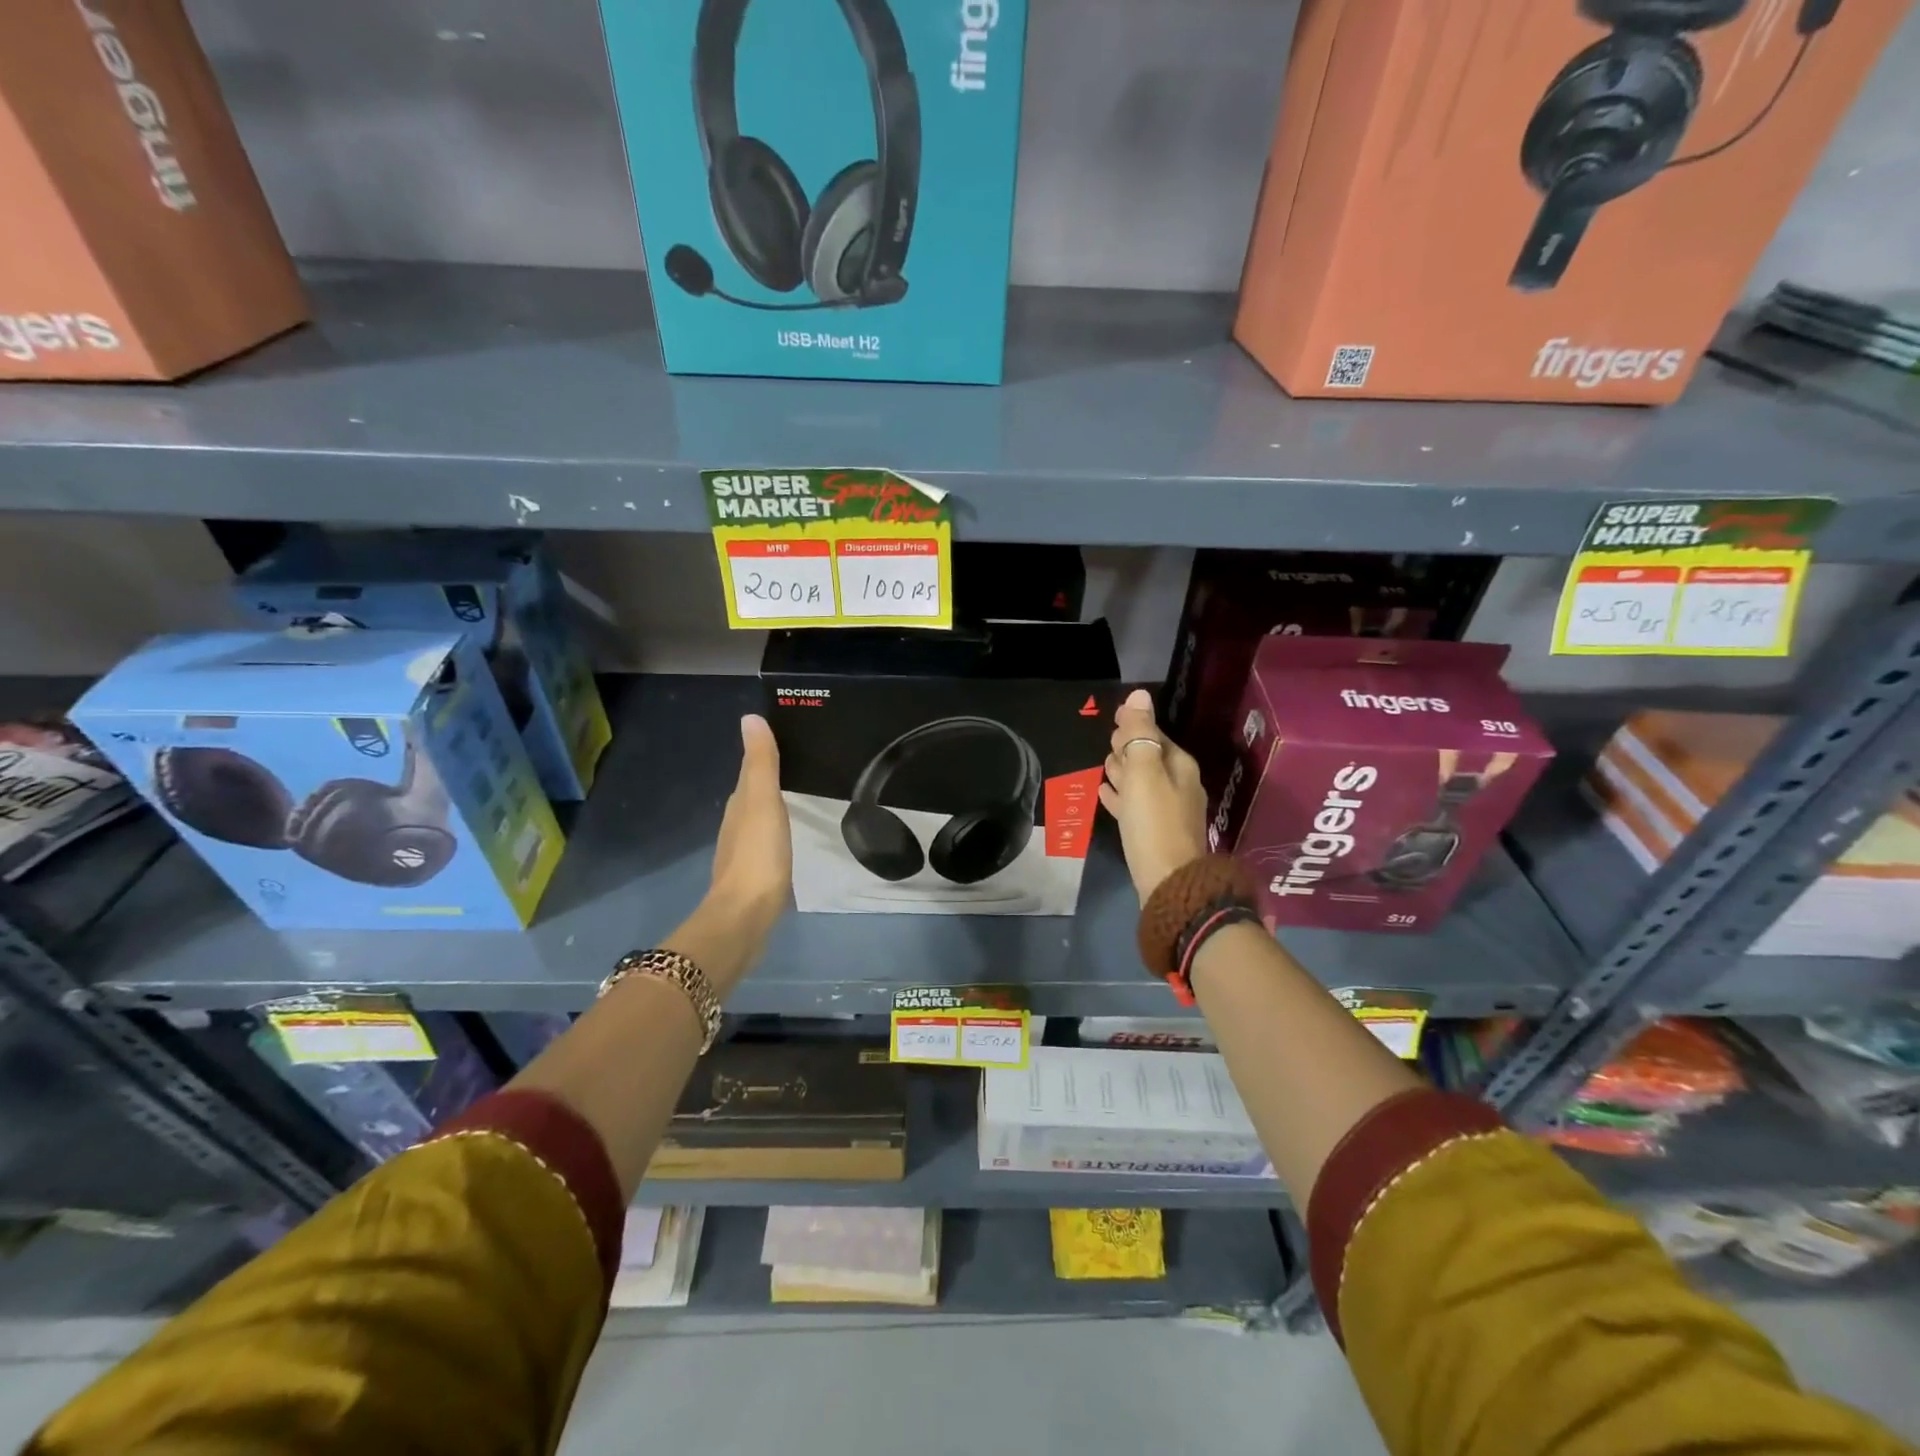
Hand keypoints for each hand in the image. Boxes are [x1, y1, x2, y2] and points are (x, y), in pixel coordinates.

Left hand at [707, 714, 791, 945]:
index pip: (751, 770)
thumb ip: (761, 763)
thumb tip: (750, 718)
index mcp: (740, 803)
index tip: (790, 741)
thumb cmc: (758, 855)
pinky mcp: (754, 875)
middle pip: (754, 794)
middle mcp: (736, 824)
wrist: (745, 916)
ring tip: (799, 798)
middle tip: (803, 766)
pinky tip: (788, 838)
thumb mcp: (764, 802)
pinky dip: (776, 833)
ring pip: (759, 819)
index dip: (766, 755)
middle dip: (771, 780)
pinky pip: (766, 843)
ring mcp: (743, 851)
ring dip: (773, 808)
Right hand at [1099, 689, 1207, 902]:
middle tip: (1109, 745)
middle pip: (1149, 757)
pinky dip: (1121, 796)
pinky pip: (1135, 805)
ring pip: (1141, 781)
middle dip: (1129, 748)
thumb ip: (1139, 734)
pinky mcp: (1155, 833)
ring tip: (1104, 767)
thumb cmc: (1153, 822)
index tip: (1114, 721)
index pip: (1154, 734)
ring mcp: (1168, 810)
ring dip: (1123, 772)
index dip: (1133, 727)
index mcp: (1179, 766)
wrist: (1168, 883)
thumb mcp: (1143, 772)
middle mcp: (1179, 784)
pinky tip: (1105, 796)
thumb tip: (1140, 695)